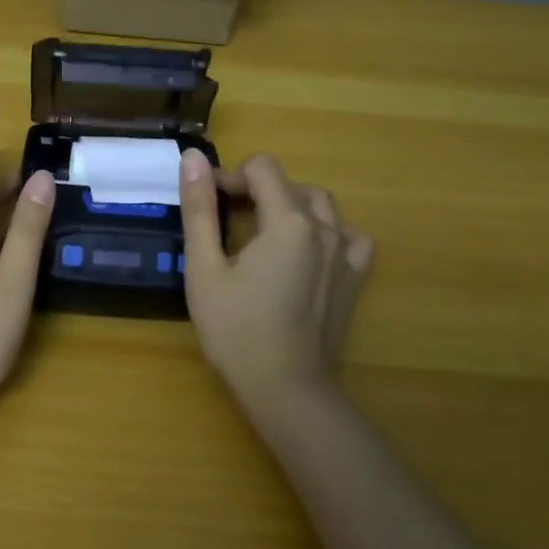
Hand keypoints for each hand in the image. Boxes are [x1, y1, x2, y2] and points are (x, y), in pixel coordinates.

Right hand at [178, 149, 373, 407]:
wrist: (287, 391)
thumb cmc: (236, 330)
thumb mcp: (204, 268)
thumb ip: (199, 209)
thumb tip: (193, 157)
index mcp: (288, 221)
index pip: (261, 168)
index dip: (230, 177)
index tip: (207, 204)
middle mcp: (325, 228)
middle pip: (289, 183)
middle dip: (255, 190)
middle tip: (225, 221)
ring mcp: (346, 254)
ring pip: (320, 204)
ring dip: (289, 205)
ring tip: (261, 233)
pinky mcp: (355, 279)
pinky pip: (348, 235)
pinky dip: (326, 230)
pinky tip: (306, 250)